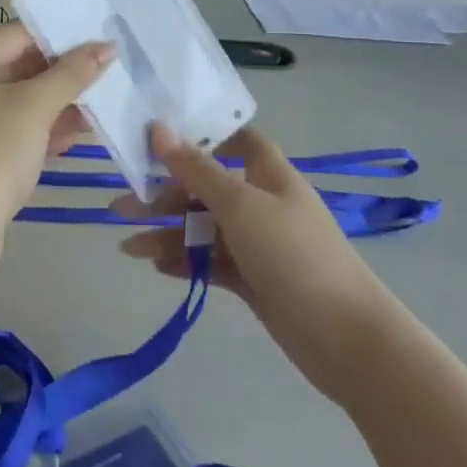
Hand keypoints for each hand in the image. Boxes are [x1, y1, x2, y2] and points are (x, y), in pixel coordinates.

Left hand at [0, 23, 114, 263]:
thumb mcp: (34, 109)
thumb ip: (72, 74)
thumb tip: (106, 45)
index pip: (17, 35)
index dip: (61, 35)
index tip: (102, 37)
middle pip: (17, 67)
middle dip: (62, 73)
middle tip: (109, 69)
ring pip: (17, 102)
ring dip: (57, 103)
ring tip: (103, 101)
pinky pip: (10, 130)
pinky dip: (40, 130)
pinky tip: (78, 134)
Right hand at [118, 124, 386, 404]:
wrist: (345, 338)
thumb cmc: (293, 255)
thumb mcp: (240, 205)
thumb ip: (196, 169)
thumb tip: (159, 128)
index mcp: (268, 173)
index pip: (234, 139)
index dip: (201, 134)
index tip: (158, 136)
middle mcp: (262, 202)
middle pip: (207, 187)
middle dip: (166, 193)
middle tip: (122, 204)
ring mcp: (258, 244)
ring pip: (204, 227)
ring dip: (168, 232)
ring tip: (127, 246)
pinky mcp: (253, 279)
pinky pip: (212, 261)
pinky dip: (186, 261)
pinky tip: (155, 265)